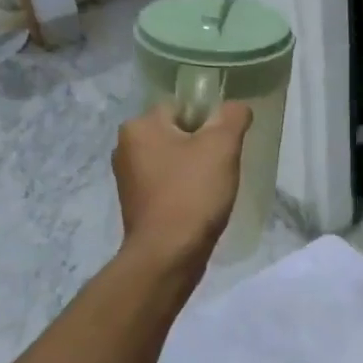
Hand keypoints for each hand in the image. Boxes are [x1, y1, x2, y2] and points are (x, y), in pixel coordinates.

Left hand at [113, 101, 253, 271]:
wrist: (168, 255)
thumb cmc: (192, 194)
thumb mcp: (222, 147)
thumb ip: (232, 117)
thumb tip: (237, 107)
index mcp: (138, 126)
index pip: (181, 107)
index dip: (208, 122)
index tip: (225, 145)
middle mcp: (125, 147)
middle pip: (176, 133)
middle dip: (201, 147)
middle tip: (222, 167)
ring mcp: (127, 178)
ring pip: (172, 160)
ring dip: (193, 170)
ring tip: (212, 189)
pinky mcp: (135, 204)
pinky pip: (166, 185)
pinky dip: (183, 190)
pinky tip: (199, 206)